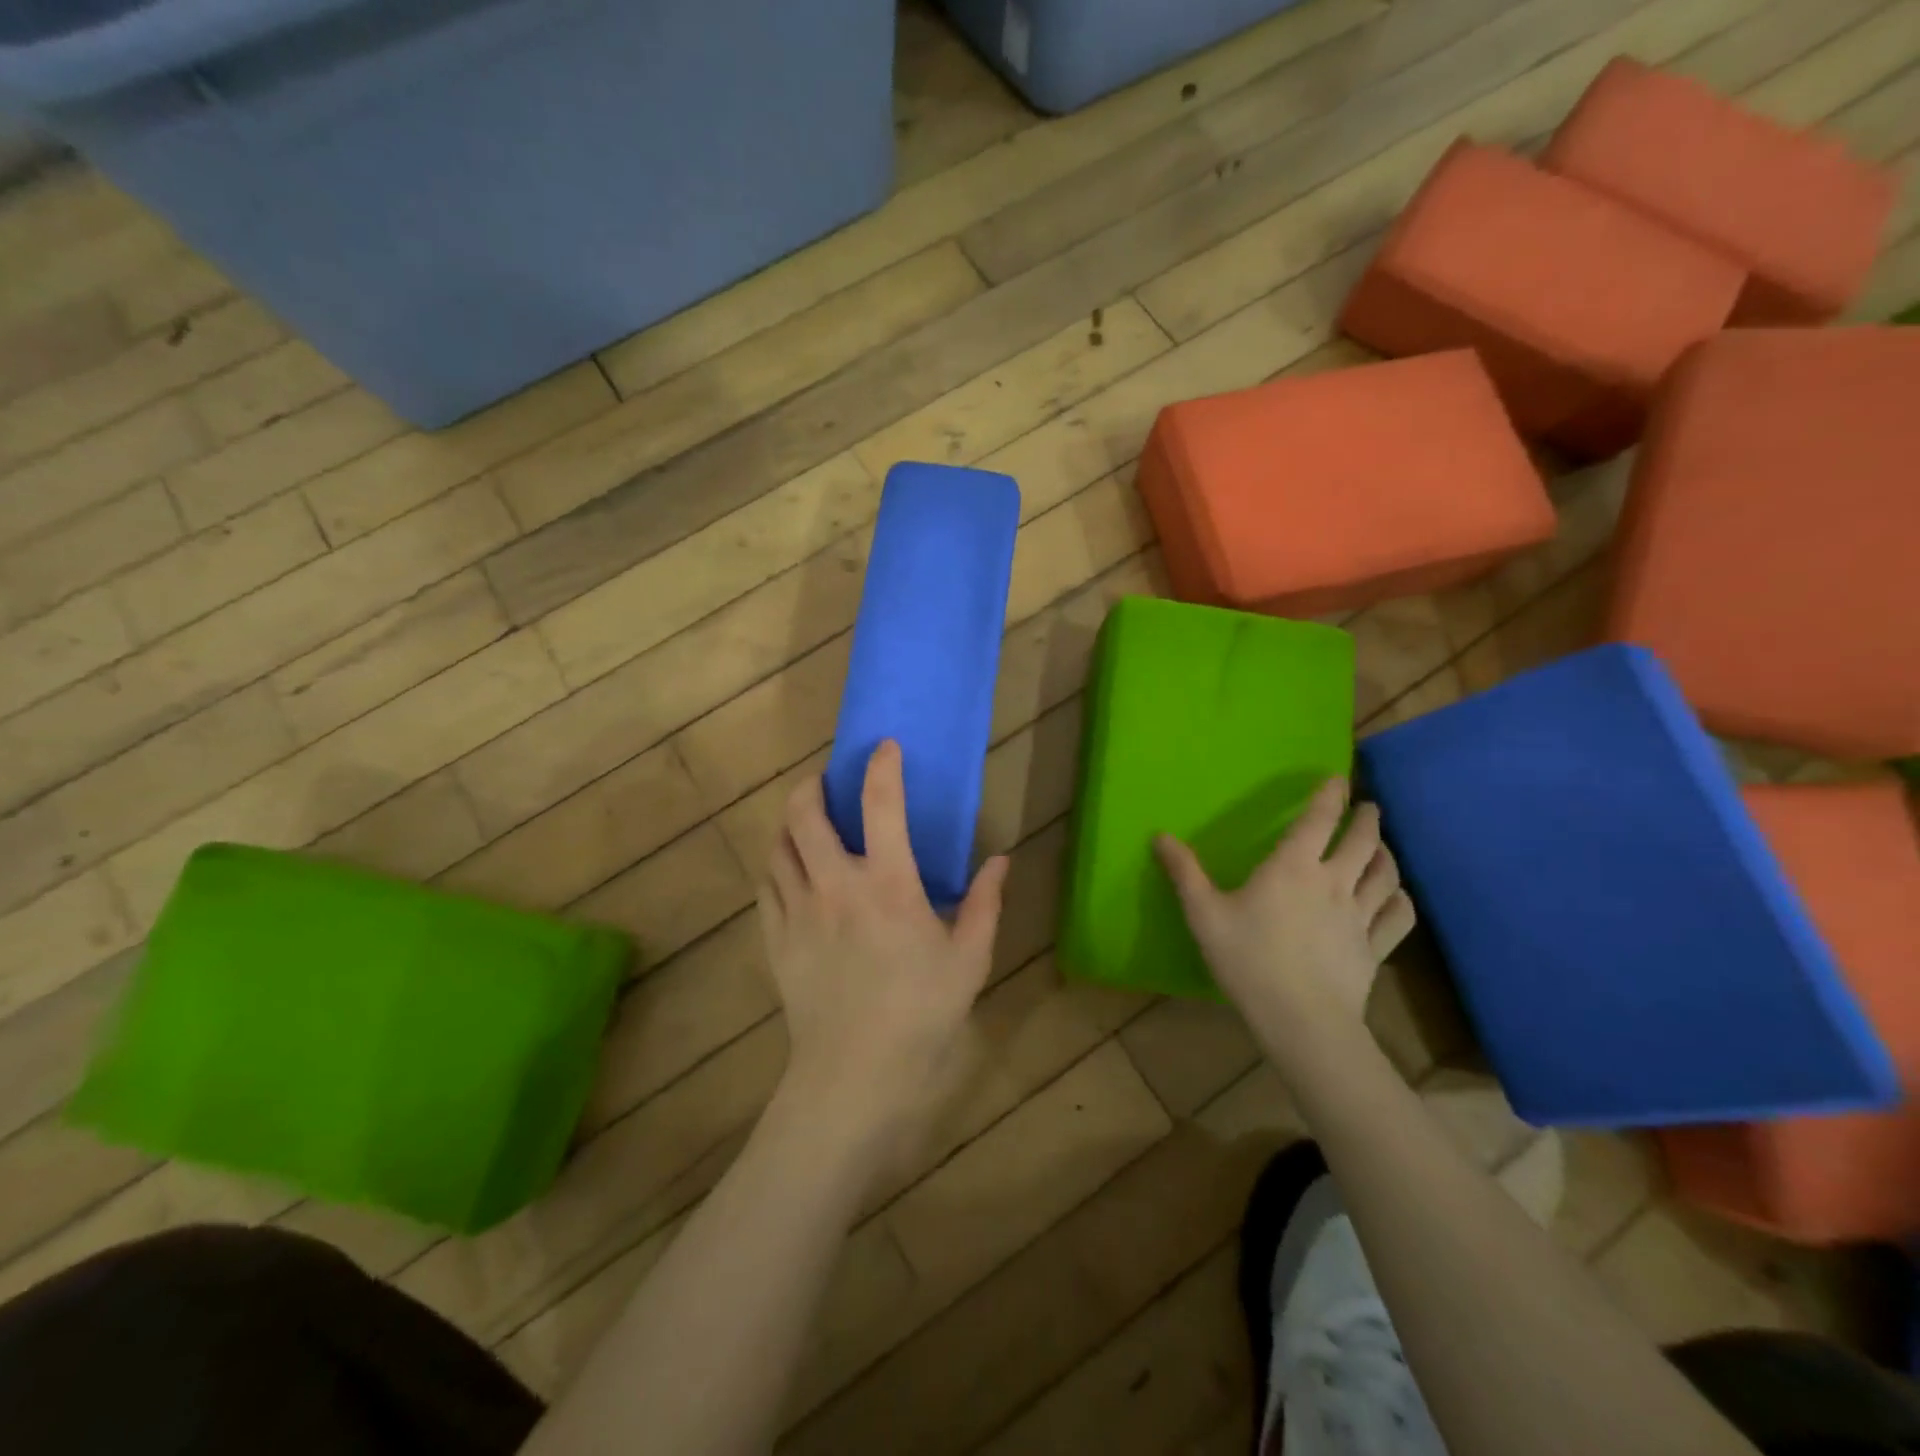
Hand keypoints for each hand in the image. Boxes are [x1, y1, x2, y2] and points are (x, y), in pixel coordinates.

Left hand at [758, 741, 1008, 1154]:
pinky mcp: (775, 939)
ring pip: (778, 846)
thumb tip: (1000, 860)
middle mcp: (835, 886)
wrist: (855, 1075)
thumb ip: (986, 904)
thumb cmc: (921, 1013)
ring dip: (790, 823)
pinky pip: (766, 885)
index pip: (881, 805)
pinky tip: (790, 871)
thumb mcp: (969, 959)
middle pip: (805, 814)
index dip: (881, 767)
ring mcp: (798, 911)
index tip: (883, 746)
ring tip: (806, 822)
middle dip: (811, 785)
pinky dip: (776, 866)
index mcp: (888, 885)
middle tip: (826, 781)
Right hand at [1155, 778, 1415, 1038]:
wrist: (1300, 1019)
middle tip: (1369, 808)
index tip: (1339, 778)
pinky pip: (1398, 917)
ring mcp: (1360, 916)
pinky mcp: (1375, 948)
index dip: (1330, 795)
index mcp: (1292, 868)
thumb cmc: (1247, 960)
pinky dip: (1401, 900)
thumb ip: (1184, 872)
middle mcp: (1333, 882)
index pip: (1318, 820)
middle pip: (1362, 841)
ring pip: (1385, 875)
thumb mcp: (1203, 914)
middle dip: (1367, 820)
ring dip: (1385, 855)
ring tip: (1382, 847)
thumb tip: (1159, 836)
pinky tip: (1397, 897)